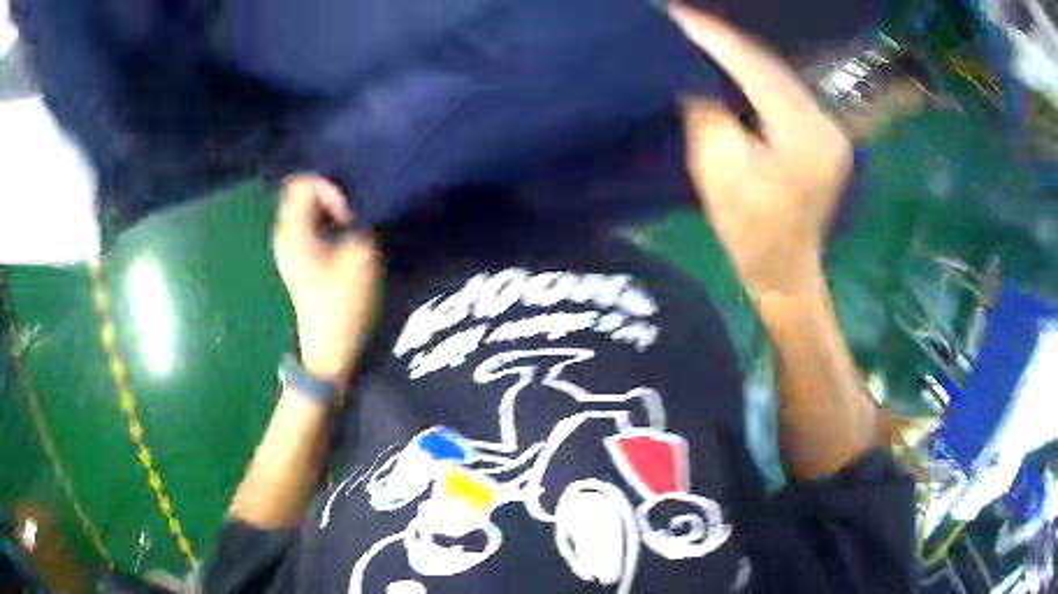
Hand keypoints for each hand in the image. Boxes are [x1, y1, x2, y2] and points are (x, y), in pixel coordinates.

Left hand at [273, 175, 379, 384]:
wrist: (329, 348)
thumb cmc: (342, 304)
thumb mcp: (360, 256)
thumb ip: (360, 220)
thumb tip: (359, 203)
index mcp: (294, 232)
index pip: (304, 183)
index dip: (331, 188)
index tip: (349, 216)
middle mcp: (285, 234)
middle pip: (301, 192)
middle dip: (331, 194)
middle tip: (354, 214)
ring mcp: (290, 247)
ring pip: (306, 207)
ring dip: (331, 208)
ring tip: (353, 225)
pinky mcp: (298, 257)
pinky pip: (309, 224)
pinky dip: (327, 222)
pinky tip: (345, 238)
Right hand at [670, 6, 851, 297]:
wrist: (784, 269)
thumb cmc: (749, 230)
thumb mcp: (719, 169)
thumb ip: (708, 111)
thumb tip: (694, 73)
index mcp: (805, 135)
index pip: (756, 70)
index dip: (717, 39)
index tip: (679, 14)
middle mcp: (825, 124)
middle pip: (772, 67)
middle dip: (728, 40)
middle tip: (687, 19)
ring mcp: (828, 129)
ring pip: (779, 76)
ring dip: (741, 54)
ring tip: (705, 34)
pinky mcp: (822, 135)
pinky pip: (785, 92)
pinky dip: (756, 74)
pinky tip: (733, 62)